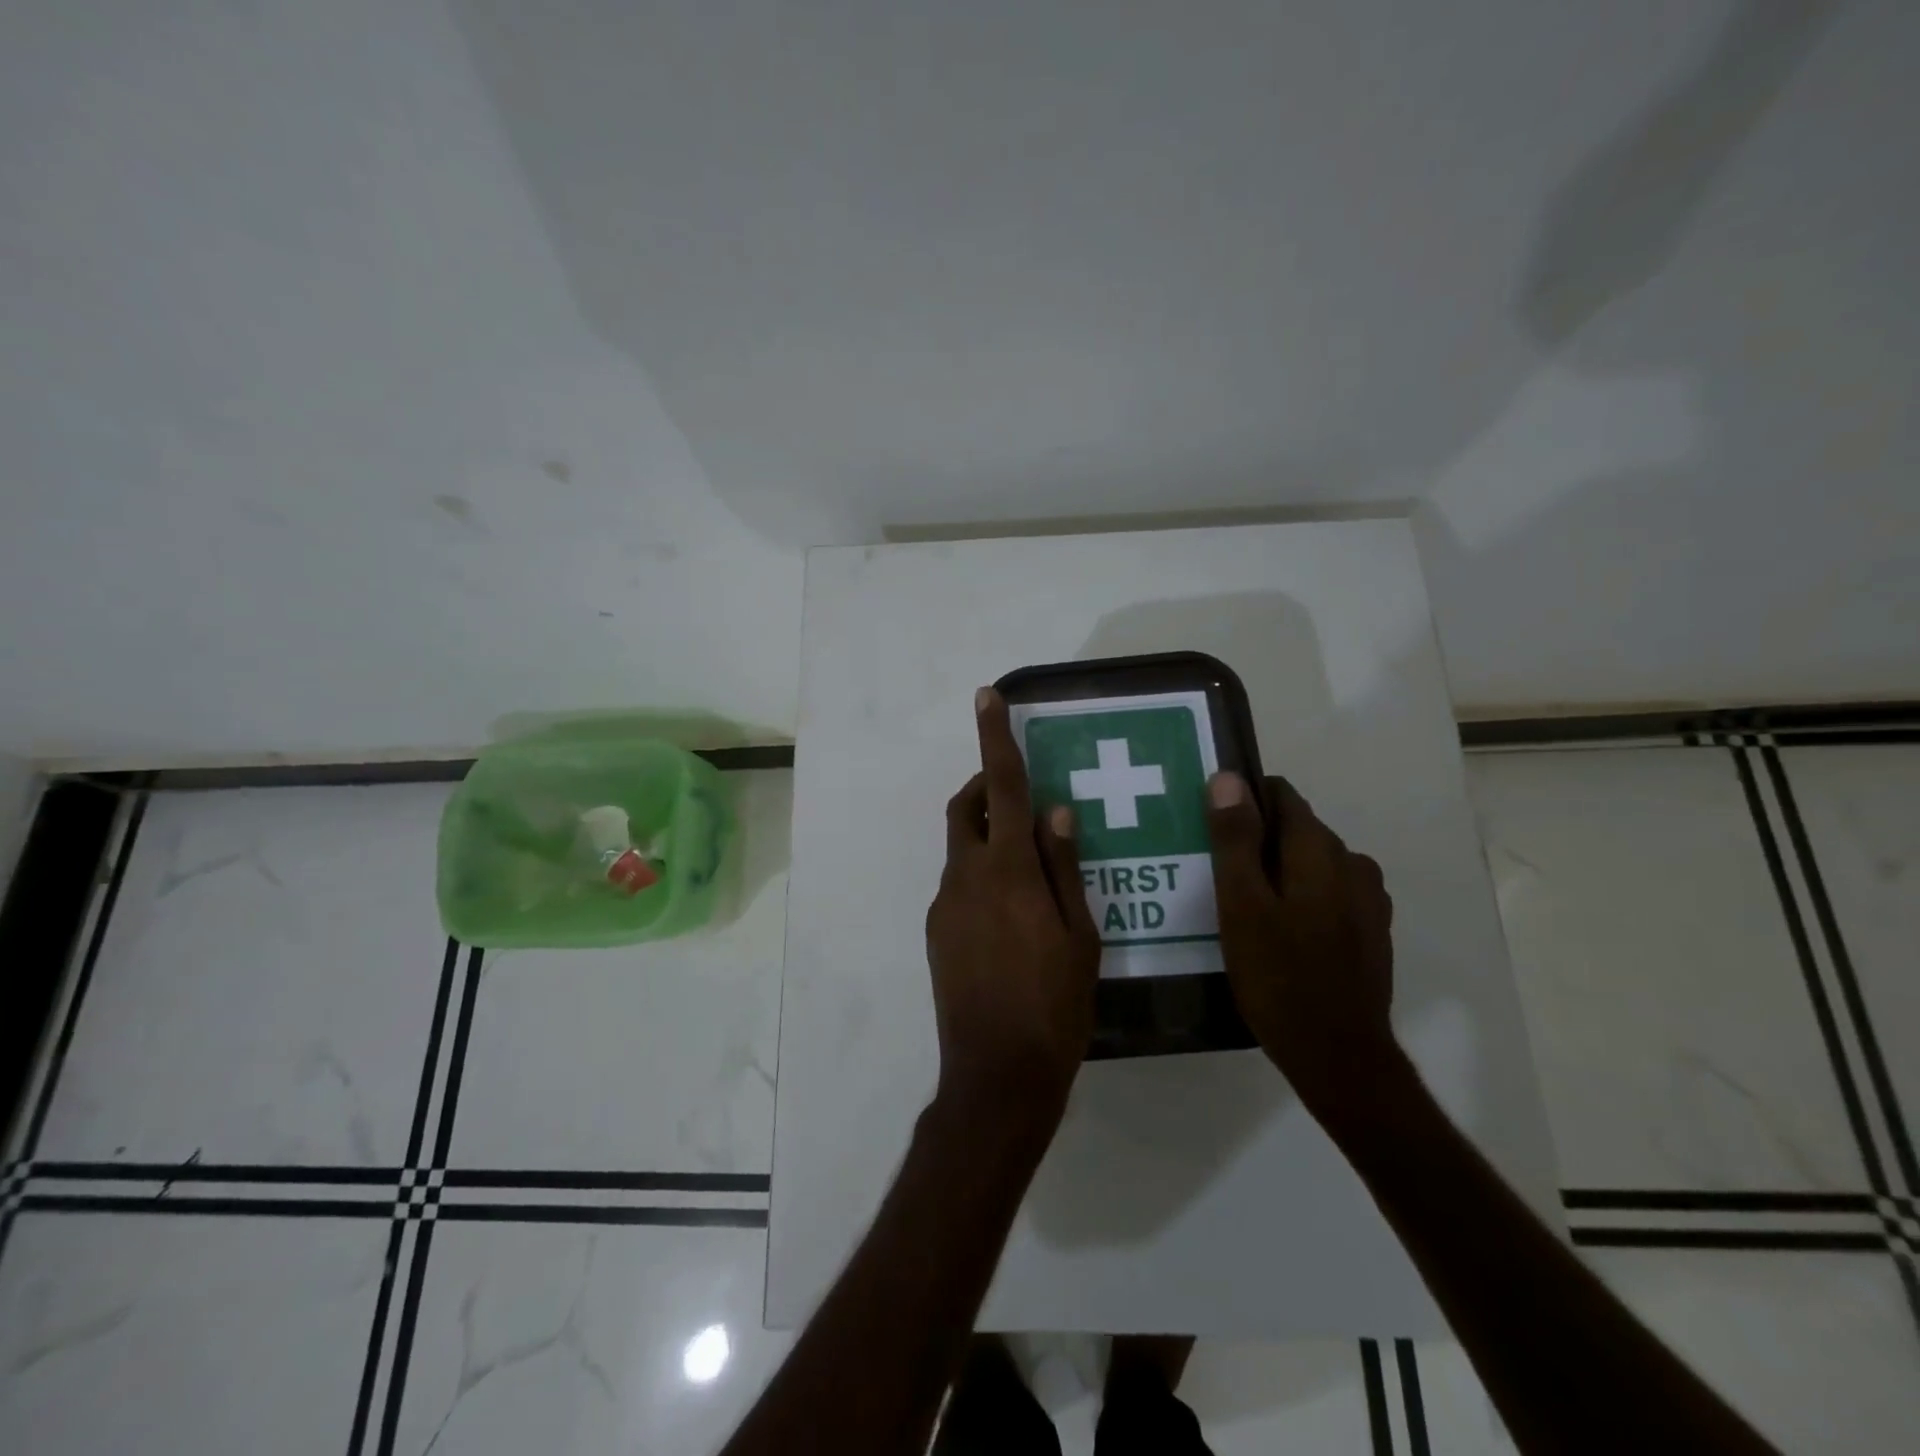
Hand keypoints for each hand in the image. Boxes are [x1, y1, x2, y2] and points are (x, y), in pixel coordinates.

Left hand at [924, 688, 1101, 1137]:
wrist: (996, 1074)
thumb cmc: (1054, 1005)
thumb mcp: (1080, 935)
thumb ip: (1065, 866)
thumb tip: (1057, 810)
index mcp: (1008, 871)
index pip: (1002, 787)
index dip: (994, 739)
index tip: (986, 697)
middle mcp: (966, 876)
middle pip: (967, 809)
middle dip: (986, 787)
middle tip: (1021, 795)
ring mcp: (944, 905)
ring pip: (962, 848)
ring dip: (987, 835)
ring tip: (1029, 865)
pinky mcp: (936, 932)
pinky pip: (958, 884)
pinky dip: (981, 874)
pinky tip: (1012, 912)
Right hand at [1205, 772, 1396, 1121]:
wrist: (1338, 1056)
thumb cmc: (1279, 976)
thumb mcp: (1242, 905)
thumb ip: (1235, 839)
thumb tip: (1227, 778)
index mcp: (1320, 850)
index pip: (1281, 795)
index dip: (1243, 802)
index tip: (1210, 828)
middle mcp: (1352, 863)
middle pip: (1295, 829)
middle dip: (1255, 841)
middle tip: (1214, 874)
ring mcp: (1366, 900)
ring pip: (1311, 863)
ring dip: (1277, 871)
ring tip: (1240, 906)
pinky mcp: (1369, 930)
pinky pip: (1326, 892)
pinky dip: (1299, 897)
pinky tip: (1276, 932)